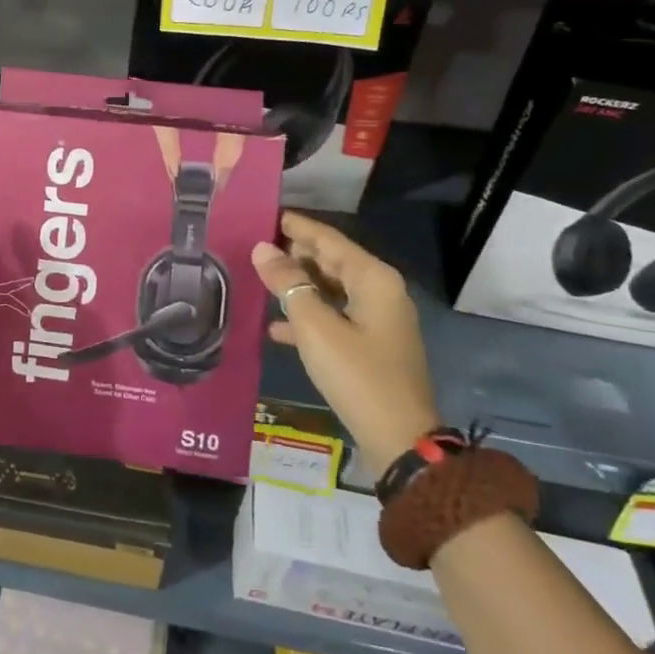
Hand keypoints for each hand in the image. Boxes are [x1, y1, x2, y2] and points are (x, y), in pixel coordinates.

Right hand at [252, 211, 439, 477]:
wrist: (399, 439)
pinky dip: (308, 316)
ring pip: (331, 289)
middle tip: (255, 245)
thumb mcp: (315, 327)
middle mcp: (380, 292)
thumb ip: (288, 285)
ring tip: (260, 279)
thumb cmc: (357, 375)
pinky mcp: (370, 345)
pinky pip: (334, 317)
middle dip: (295, 253)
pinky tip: (276, 327)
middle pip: (331, 261)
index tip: (266, 213)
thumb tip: (262, 249)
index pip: (329, 239)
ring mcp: (377, 320)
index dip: (297, 226)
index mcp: (373, 279)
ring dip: (298, 285)